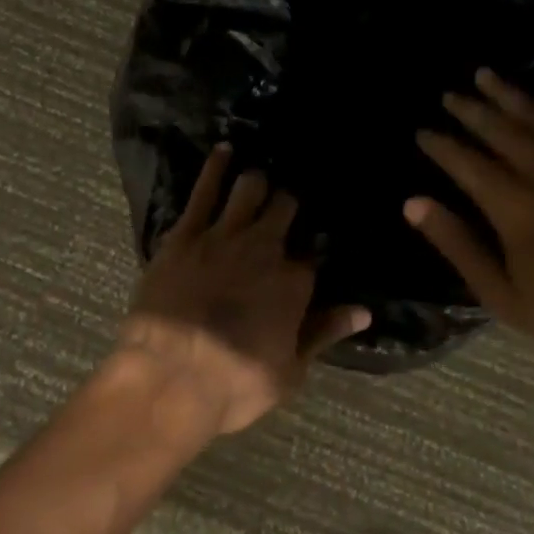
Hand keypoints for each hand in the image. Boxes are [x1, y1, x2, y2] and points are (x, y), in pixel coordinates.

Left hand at [115, 145, 370, 435]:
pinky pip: (204, 191)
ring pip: (249, 191)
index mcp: (294, 282)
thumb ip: (324, 333)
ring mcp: (224, 236)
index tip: (310, 246)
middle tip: (287, 202)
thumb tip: (363, 311)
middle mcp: (265, 248)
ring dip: (258, 182)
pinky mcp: (185, 234)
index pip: (311, 254)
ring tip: (260, 175)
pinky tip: (223, 149)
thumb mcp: (290, 371)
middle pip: (284, 211)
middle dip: (288, 204)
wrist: (170, 377)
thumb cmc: (234, 383)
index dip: (311, 249)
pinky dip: (216, 167)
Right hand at [405, 69, 533, 367]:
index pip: (467, 164)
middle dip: (472, 110)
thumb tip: (413, 204)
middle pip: (502, 132)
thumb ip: (457, 244)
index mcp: (514, 207)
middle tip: (449, 94)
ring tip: (487, 75)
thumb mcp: (499, 293)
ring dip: (511, 96)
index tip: (422, 132)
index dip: (442, 146)